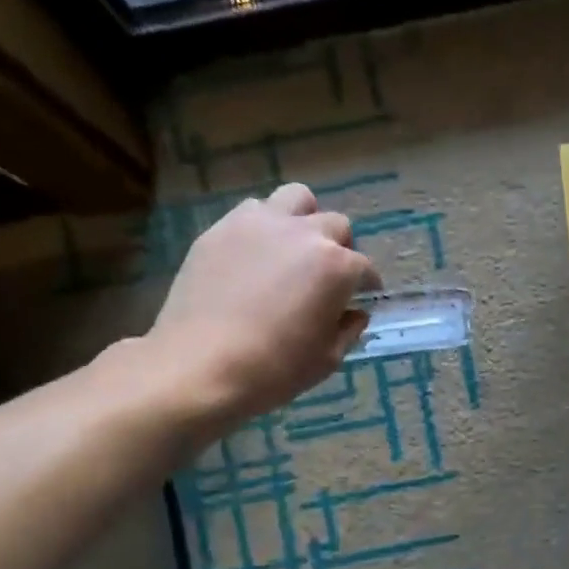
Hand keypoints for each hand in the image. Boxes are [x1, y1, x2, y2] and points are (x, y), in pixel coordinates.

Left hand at [149, 182, 379, 427]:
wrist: (201, 365)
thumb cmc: (275, 368)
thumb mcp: (327, 359)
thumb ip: (348, 329)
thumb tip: (354, 313)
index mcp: (337, 266)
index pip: (366, 269)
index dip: (367, 286)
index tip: (361, 299)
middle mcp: (305, 233)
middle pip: (336, 225)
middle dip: (340, 247)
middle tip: (327, 275)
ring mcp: (260, 223)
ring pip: (296, 199)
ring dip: (303, 220)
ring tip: (293, 249)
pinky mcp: (222, 228)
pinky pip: (253, 211)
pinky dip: (264, 227)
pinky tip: (255, 255)